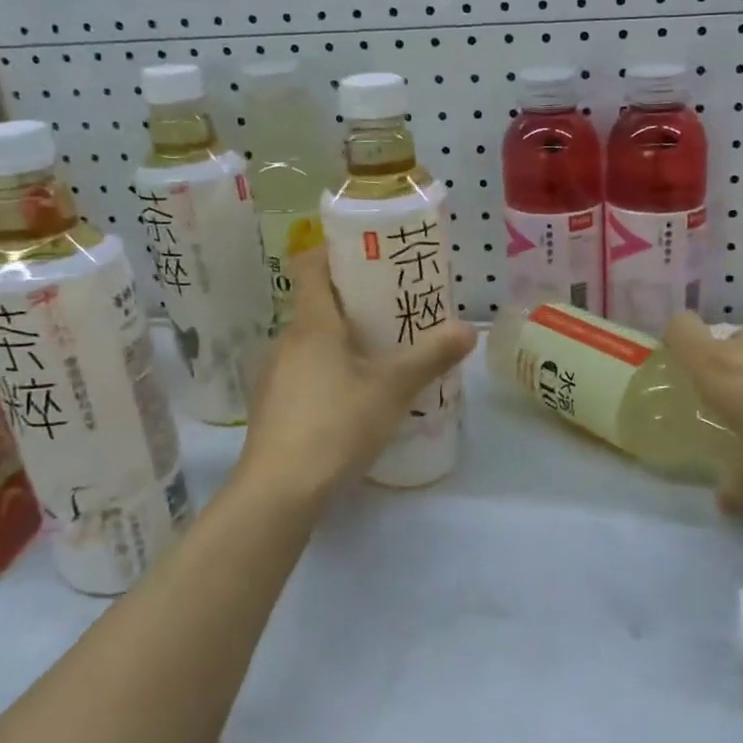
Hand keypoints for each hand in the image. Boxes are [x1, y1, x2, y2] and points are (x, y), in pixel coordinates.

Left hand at [235, 246, 475, 502]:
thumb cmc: (336, 423)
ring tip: (382, 352)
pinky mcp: (273, 407)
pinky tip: (356, 397)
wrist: (279, 491)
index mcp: (312, 323)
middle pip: (317, 304)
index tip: (369, 252)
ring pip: (312, 342)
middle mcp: (287, 341)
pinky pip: (305, 372)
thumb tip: (469, 328)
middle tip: (395, 306)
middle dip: (354, 300)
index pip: (311, 265)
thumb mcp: (393, 388)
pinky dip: (330, 370)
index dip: (335, 251)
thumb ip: (431, 356)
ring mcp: (274, 375)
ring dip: (343, 339)